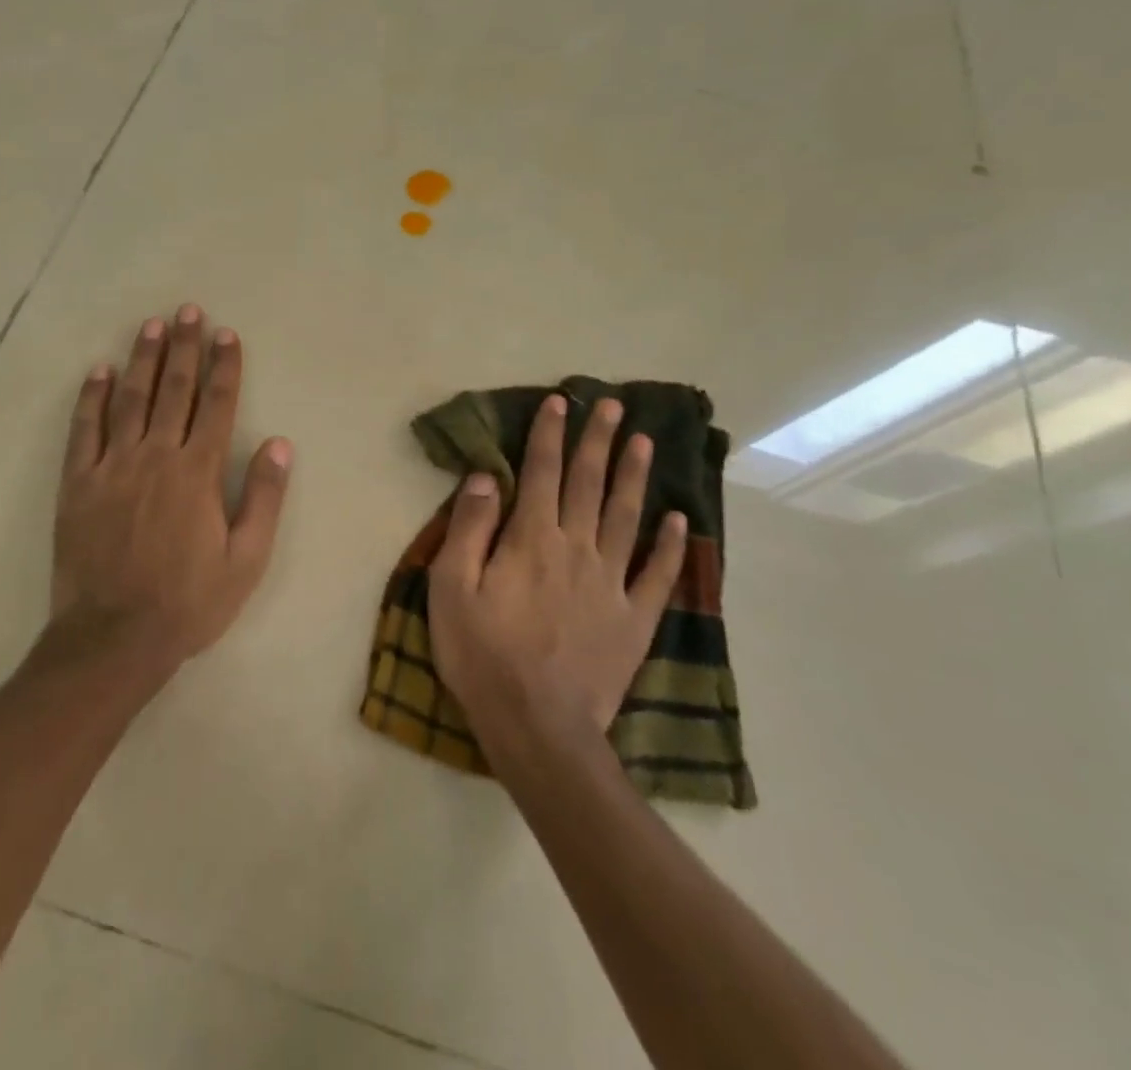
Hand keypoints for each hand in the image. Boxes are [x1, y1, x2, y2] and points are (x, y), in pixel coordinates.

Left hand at [50, 304, 293, 682]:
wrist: (113, 637)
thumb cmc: (189, 602)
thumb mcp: (246, 559)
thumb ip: (264, 497)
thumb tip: (280, 443)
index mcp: (198, 472)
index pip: (217, 404)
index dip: (224, 366)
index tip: (227, 334)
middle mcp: (156, 455)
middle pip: (174, 389)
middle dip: (184, 347)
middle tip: (188, 311)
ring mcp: (113, 465)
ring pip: (130, 399)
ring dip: (143, 359)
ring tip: (151, 326)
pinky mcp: (78, 483)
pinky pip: (84, 429)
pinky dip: (91, 397)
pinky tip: (99, 371)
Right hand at [427, 392, 687, 746]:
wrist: (538, 728)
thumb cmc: (483, 656)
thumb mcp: (451, 590)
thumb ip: (469, 529)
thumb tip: (486, 478)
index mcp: (531, 540)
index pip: (541, 473)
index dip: (550, 435)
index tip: (560, 402)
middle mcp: (576, 549)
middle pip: (589, 484)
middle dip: (598, 441)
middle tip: (613, 405)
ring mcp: (611, 584)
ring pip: (626, 517)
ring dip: (634, 476)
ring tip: (645, 442)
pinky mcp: (634, 619)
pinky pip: (657, 574)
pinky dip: (671, 545)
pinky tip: (679, 520)